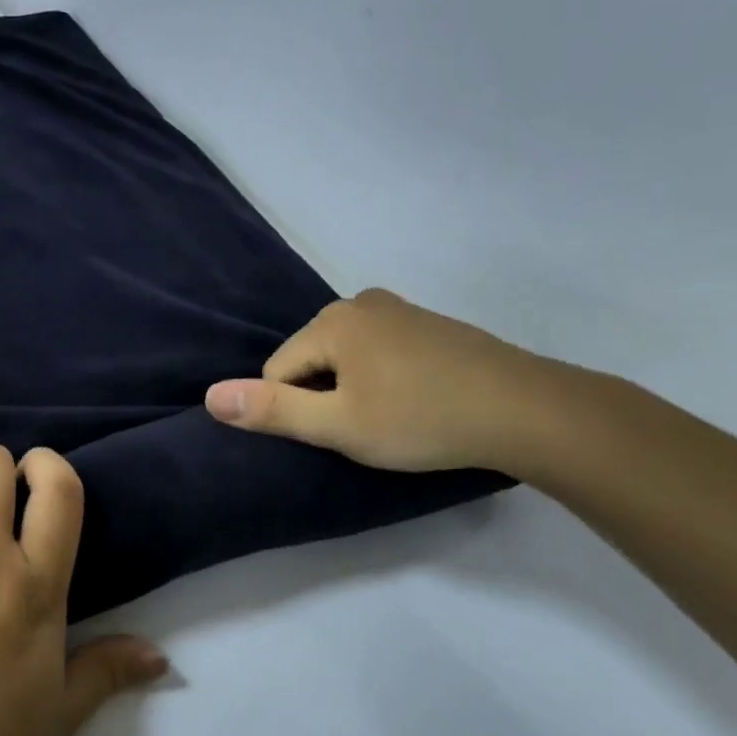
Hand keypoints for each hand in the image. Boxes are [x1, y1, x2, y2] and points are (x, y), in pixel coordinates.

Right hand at [204, 288, 560, 472]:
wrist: (526, 410)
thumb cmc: (421, 419)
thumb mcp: (338, 425)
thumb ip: (271, 411)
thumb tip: (210, 396)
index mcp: (333, 320)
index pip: (278, 370)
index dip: (296, 410)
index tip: (336, 433)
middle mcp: (360, 302)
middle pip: (310, 359)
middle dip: (324, 396)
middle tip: (365, 428)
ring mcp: (399, 309)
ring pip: (345, 357)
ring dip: (353, 388)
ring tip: (391, 418)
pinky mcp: (428, 324)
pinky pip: (379, 352)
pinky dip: (383, 377)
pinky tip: (413, 400)